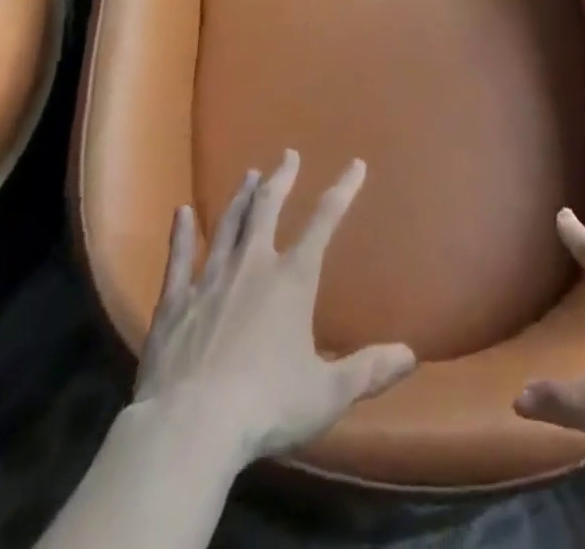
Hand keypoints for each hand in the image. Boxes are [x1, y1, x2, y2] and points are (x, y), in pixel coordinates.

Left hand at [133, 150, 416, 465]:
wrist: (187, 429)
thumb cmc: (264, 407)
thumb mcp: (326, 394)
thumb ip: (368, 371)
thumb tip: (411, 355)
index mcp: (292, 279)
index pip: (324, 221)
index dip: (343, 190)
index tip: (355, 165)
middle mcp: (252, 266)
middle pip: (268, 208)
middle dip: (281, 179)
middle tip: (288, 155)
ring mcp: (209, 279)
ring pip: (227, 225)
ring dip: (240, 198)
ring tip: (249, 175)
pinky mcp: (174, 302)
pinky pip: (178, 258)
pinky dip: (181, 234)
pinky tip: (181, 213)